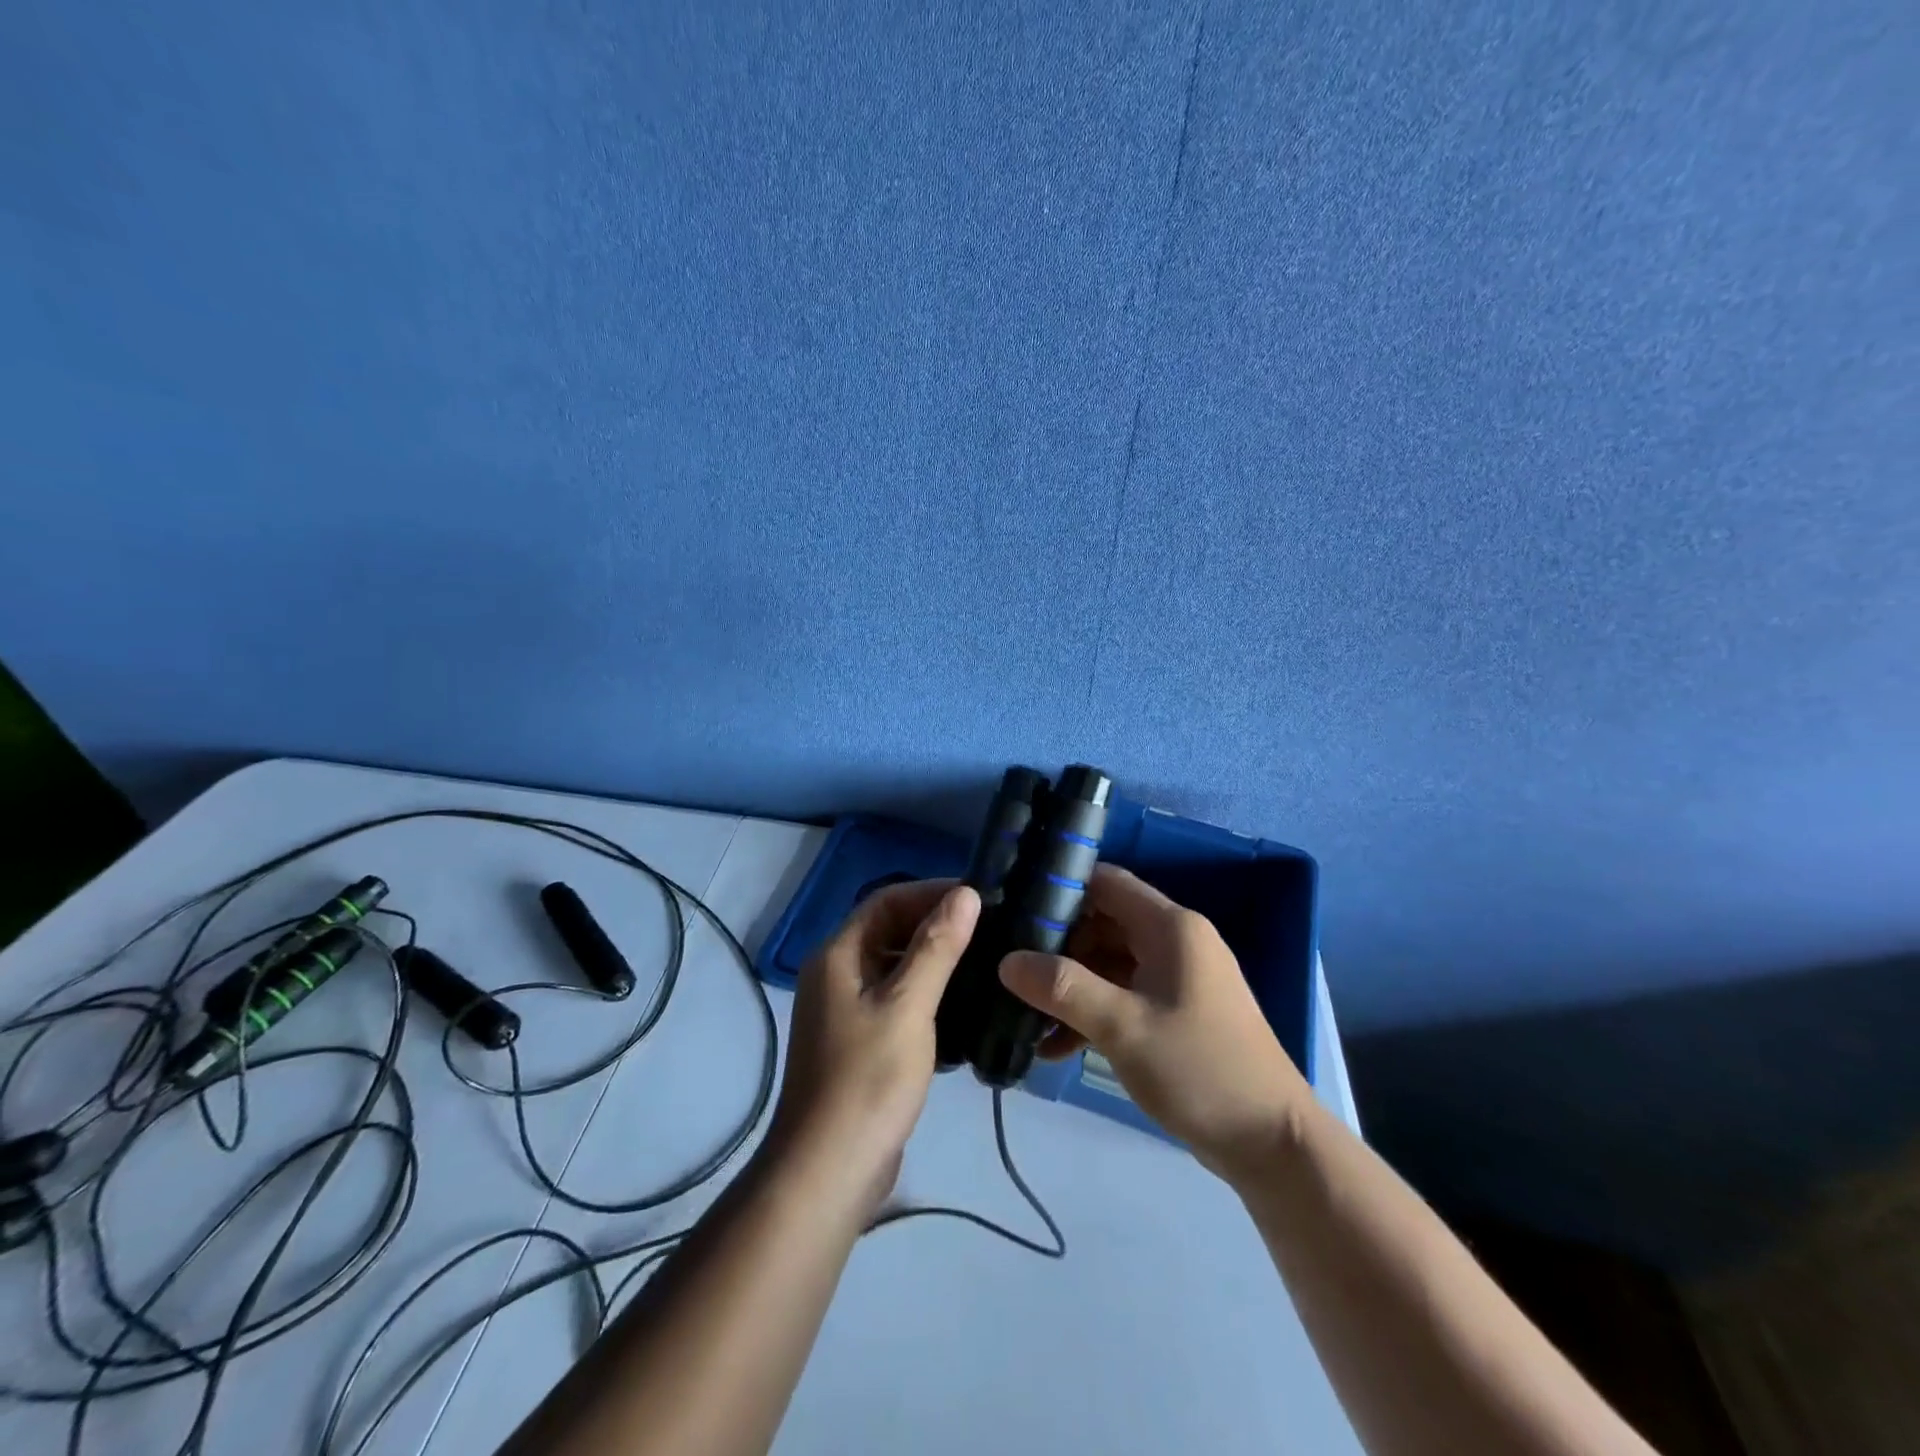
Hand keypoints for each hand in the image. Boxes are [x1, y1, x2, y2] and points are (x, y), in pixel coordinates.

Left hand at [768, 880, 980, 1209]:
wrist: (828, 1173)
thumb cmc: (868, 1080)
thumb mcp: (908, 1006)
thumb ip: (936, 947)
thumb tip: (966, 893)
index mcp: (837, 955)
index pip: (886, 900)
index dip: (931, 892)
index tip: (979, 897)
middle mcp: (836, 974)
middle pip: (889, 931)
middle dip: (936, 926)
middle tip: (990, 930)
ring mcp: (846, 1011)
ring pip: (895, 968)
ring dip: (935, 962)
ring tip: (986, 963)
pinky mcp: (860, 1043)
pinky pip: (897, 1002)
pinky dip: (928, 997)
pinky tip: (965, 1009)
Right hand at [998, 865, 1309, 1181]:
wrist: (1272, 1144)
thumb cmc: (1199, 1069)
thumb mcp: (1122, 1027)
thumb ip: (1062, 988)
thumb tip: (1006, 961)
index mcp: (1170, 927)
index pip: (1105, 883)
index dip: (1060, 890)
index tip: (1016, 913)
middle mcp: (1176, 941)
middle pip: (1103, 923)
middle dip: (1057, 947)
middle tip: (1013, 971)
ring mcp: (1178, 978)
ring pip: (1110, 964)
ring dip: (1071, 988)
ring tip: (1026, 1017)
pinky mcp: (1177, 1012)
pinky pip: (1125, 996)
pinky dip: (1093, 1014)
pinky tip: (1057, 1048)